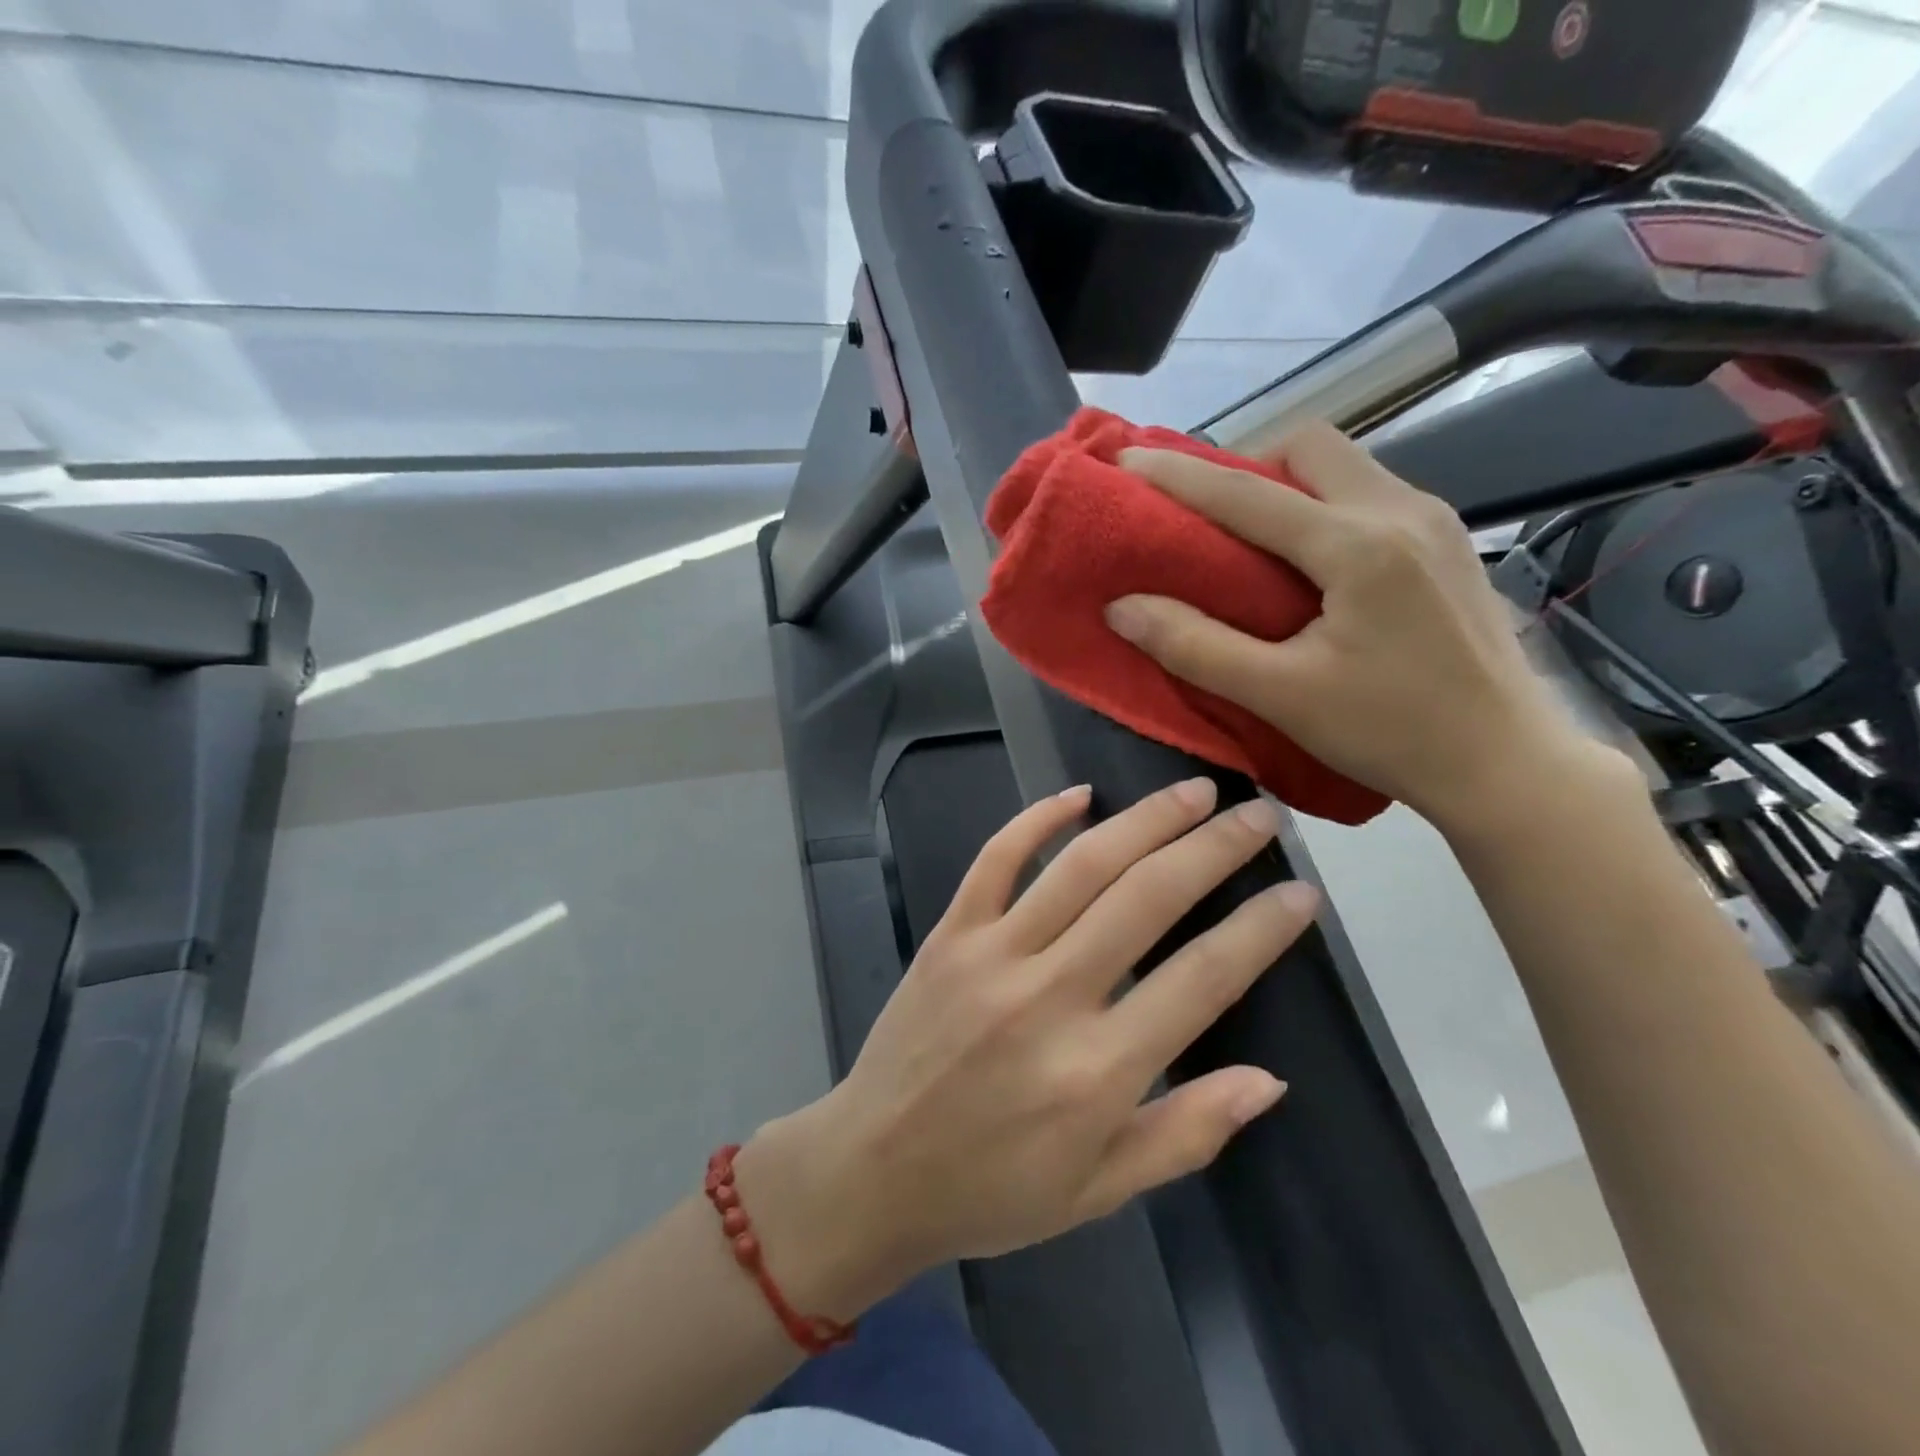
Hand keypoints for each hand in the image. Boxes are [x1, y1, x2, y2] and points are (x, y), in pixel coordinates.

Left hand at [737, 780, 1318, 1317]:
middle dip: (1214, 848)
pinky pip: (995, 859)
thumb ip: (1188, 1132)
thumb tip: (1269, 1079)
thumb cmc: (993, 1190)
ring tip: (1195, 790)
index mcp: (1099, 1071)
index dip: (1261, 929)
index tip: (1302, 892)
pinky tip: (1080, 793)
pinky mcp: (949, 934)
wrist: (873, 1170)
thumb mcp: (1100, 1191)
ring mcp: (992, 954)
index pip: (1204, 978)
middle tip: (1259, 815)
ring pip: (1081, 865)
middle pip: (1148, 898)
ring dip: (1145, 820)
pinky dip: (1037, 819)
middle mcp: (1049, 996)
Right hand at [1101, 422, 1612, 829]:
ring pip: (1344, 466)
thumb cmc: (1392, 732)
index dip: (1179, 476)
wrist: (1507, 763)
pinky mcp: (1448, 544)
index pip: (1248, 493)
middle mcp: (1402, 511)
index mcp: (1359, 546)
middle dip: (1247, 465)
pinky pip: (1369, 494)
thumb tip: (1122, 607)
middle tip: (1208, 516)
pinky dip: (1322, 506)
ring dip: (1286, 484)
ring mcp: (1434, 522)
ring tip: (1250, 538)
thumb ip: (1196, 647)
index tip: (1127, 463)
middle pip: (1310, 446)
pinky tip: (1310, 563)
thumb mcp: (1281, 696)